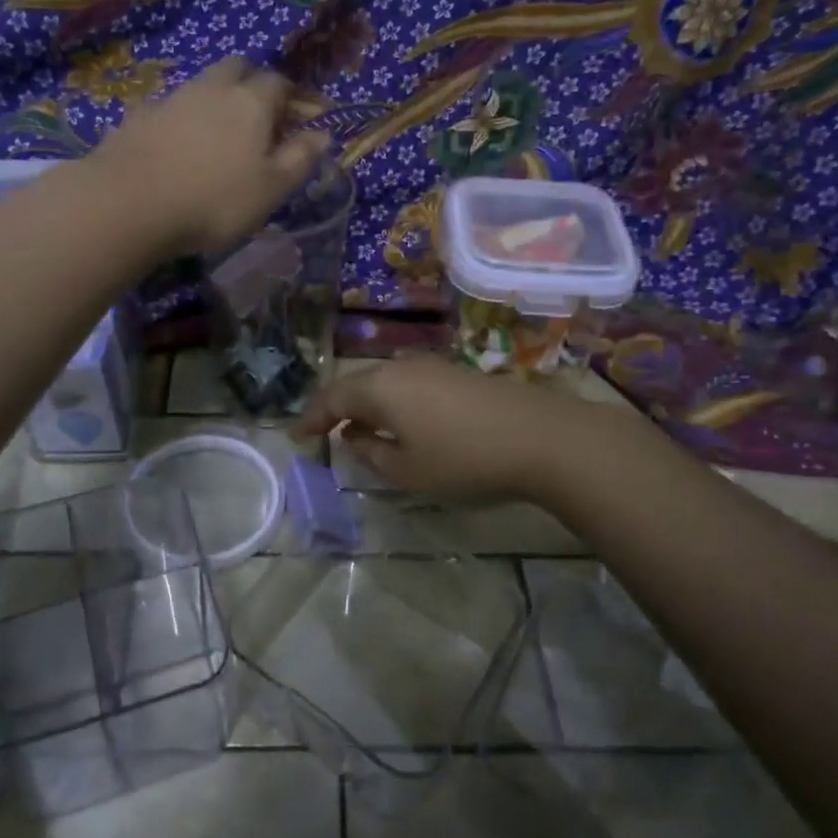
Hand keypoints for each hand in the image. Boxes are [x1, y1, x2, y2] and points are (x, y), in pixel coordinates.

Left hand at [88, 57, 331, 255]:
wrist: (130, 204)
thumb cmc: (215, 200)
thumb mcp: (271, 189)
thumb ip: (299, 159)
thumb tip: (322, 133)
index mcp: (251, 101)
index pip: (281, 84)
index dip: (297, 99)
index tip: (307, 118)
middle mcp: (211, 88)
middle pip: (238, 68)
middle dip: (255, 83)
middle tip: (263, 114)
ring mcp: (171, 98)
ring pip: (202, 85)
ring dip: (217, 99)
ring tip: (221, 133)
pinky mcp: (137, 117)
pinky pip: (169, 108)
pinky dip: (182, 119)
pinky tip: (178, 144)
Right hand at [293, 355, 617, 503]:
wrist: (541, 438)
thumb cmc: (463, 459)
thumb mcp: (407, 470)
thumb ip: (372, 454)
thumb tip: (355, 438)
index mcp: (379, 388)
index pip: (332, 399)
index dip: (311, 418)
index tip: (296, 436)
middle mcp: (401, 368)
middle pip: (357, 385)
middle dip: (337, 409)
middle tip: (323, 432)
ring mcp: (433, 367)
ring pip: (385, 383)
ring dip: (367, 406)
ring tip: (359, 431)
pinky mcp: (458, 375)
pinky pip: (409, 385)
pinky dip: (393, 404)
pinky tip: (401, 424)